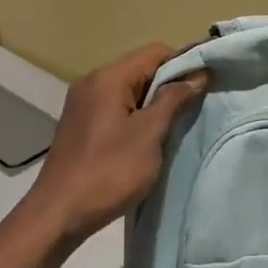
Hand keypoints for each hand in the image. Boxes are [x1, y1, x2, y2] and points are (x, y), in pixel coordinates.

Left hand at [23, 44, 208, 245]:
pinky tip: (151, 138)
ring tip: (179, 123)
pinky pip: (117, 108)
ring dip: (155, 102)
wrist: (58, 215)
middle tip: (198, 105)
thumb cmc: (108, 172)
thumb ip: (174, 100)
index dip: (185, 62)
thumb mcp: (149, 134)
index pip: (155, 52)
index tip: (208, 82)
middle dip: (171, 83)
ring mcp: (84, 105)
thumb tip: (198, 74)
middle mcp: (92, 83)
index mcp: (108, 78)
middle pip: (141, 69)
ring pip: (130, 90)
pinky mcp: (82, 125)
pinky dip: (137, 115)